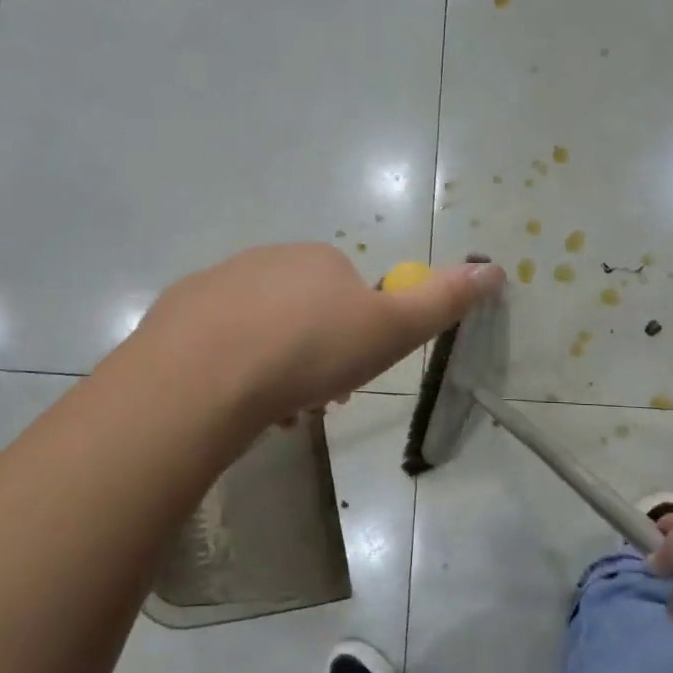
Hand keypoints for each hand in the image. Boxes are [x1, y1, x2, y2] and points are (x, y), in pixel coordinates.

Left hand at [128, 245, 505, 424]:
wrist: (207, 374)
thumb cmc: (310, 350)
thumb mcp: (390, 330)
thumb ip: (442, 300)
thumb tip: (493, 268)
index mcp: (320, 261)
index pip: (351, 295)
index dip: (358, 338)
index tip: (352, 379)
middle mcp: (268, 260)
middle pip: (304, 312)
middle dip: (315, 356)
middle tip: (314, 403)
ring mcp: (218, 283)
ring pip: (260, 328)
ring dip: (274, 367)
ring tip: (274, 413)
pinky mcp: (179, 312)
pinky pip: (217, 341)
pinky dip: (231, 368)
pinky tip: (231, 402)